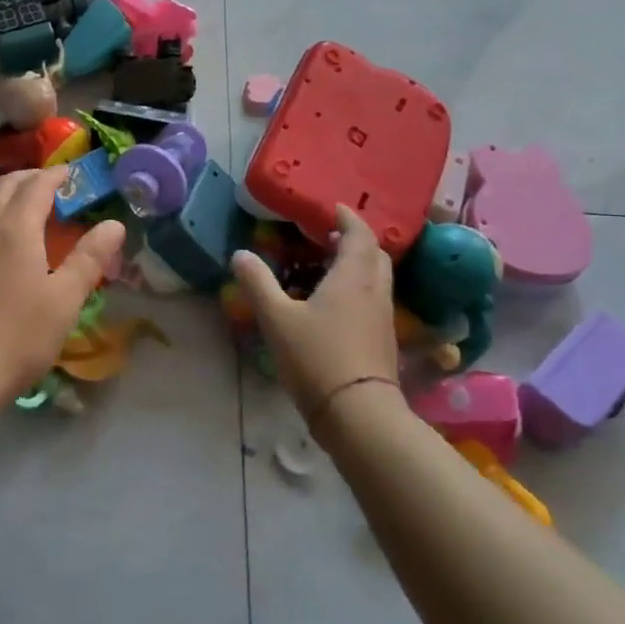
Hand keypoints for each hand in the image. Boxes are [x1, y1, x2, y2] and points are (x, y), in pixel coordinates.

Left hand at [0, 167, 125, 389]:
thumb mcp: (65, 299)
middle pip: (4, 186)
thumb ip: (89, 258)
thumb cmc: (19, 335)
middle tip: (49, 184)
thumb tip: (114, 224)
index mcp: (16, 229)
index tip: (72, 172)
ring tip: (16, 203)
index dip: (56, 175)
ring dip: (1, 192)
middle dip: (28, 178)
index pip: (37, 186)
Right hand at [229, 205, 399, 419]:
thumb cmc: (316, 358)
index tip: (333, 208)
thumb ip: (258, 283)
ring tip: (330, 265)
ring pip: (378, 278)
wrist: (358, 415)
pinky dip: (360, 287)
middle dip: (355, 239)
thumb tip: (240, 254)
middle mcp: (374, 291)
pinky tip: (337, 303)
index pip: (359, 235)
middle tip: (330, 235)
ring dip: (359, 263)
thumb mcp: (276, 318)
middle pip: (375, 254)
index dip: (347, 218)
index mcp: (352, 277)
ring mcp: (383, 318)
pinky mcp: (383, 341)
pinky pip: (375, 299)